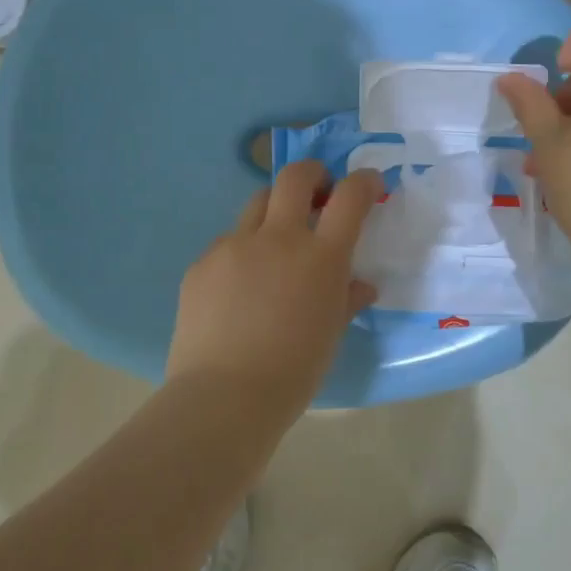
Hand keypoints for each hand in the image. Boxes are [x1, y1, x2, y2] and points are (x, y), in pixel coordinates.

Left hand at [166, 160, 382, 406]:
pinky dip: (242, 253)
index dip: (363, 182)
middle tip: (318, 192)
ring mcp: (234, 246)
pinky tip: (239, 289)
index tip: (367, 183)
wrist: (224, 397)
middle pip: (294, 177)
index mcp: (320, 256)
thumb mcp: (331, 335)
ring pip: (257, 205)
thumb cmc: (293, 372)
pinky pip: (227, 244)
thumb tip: (360, 285)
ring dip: (274, 212)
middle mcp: (278, 238)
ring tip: (275, 245)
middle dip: (312, 173)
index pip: (349, 197)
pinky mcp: (202, 263)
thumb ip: (346, 300)